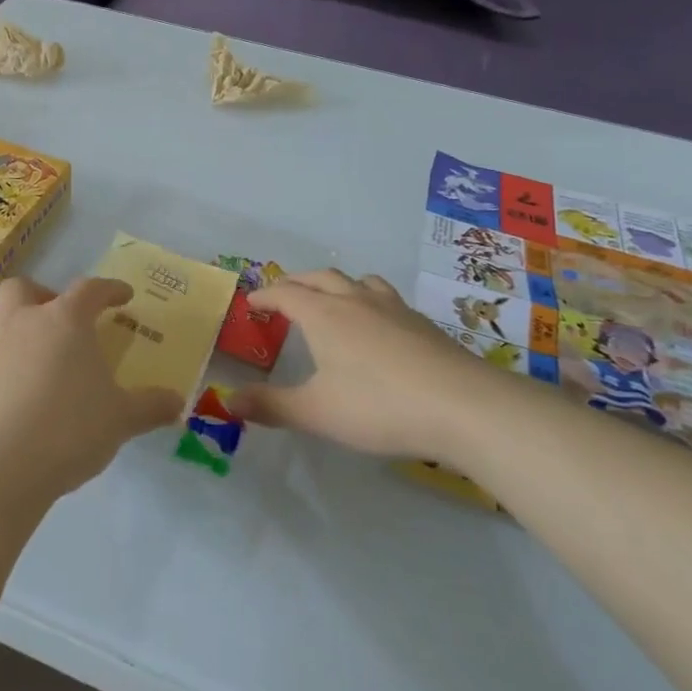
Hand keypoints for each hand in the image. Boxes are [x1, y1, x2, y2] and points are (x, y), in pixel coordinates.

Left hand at [0, 277, 185, 506]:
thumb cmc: (67, 429)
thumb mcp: (121, 420)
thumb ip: (150, 407)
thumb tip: (177, 403)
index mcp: (64, 322)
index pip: (90, 289)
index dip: (109, 289)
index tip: (123, 296)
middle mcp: (21, 325)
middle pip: (23, 288)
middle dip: (42, 295)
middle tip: (60, 321)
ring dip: (17, 337)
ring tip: (38, 371)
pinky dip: (0, 375)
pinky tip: (13, 406)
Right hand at [226, 269, 501, 462]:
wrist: (463, 406)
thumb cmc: (378, 406)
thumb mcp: (316, 412)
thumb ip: (270, 406)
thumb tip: (227, 401)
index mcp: (323, 315)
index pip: (285, 293)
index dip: (265, 296)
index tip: (252, 304)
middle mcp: (355, 300)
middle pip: (319, 278)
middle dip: (296, 283)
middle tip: (283, 295)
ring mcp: (392, 308)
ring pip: (357, 281)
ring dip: (336, 284)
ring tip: (332, 299)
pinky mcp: (421, 323)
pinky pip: (384, 296)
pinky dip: (367, 299)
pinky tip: (377, 325)